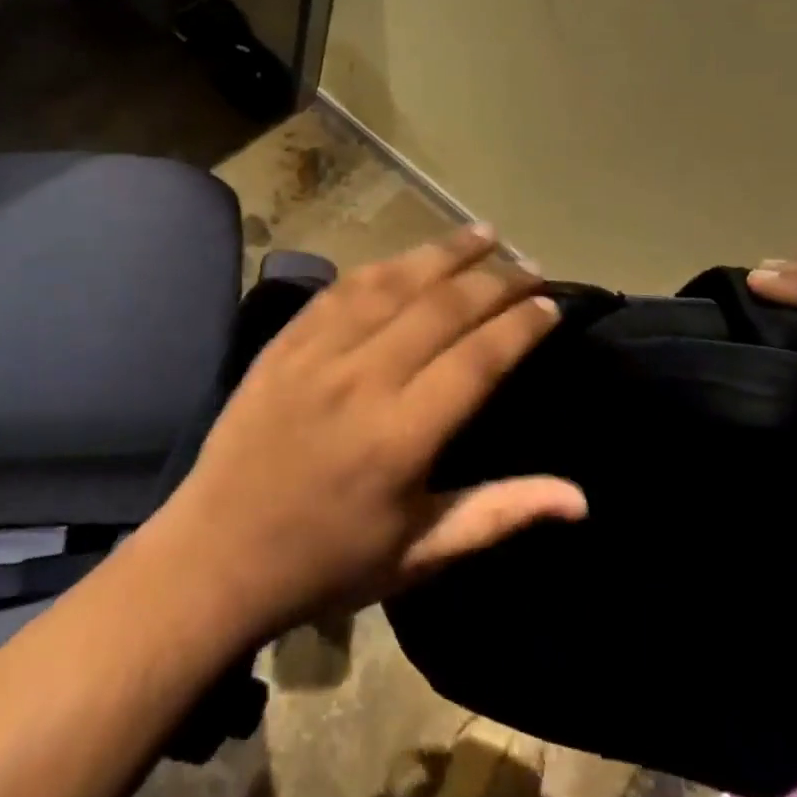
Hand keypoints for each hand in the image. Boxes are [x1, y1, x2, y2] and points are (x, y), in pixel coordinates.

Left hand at [160, 226, 585, 640]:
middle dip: (493, 280)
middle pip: (441, 308)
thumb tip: (579, 497)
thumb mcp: (418, 555)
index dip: (520, 326)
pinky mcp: (284, 341)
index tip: (550, 305)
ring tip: (482, 233)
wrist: (216, 553)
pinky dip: (382, 267)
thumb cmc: (326, 563)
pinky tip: (407, 256)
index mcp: (401, 437)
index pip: (478, 359)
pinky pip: (340, 289)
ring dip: (441, 253)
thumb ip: (497, 514)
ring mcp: (317, 353)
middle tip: (528, 265)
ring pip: (392, 284)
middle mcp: (362, 380)